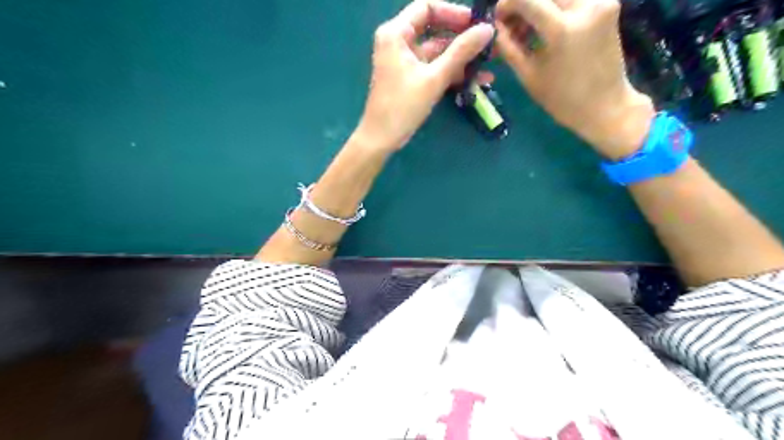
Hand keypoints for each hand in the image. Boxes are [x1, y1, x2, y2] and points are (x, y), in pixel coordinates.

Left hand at [354, 0, 487, 151]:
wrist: (381, 139)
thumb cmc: (403, 106)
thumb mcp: (434, 78)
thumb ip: (461, 52)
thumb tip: (488, 30)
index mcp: (396, 33)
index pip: (427, 8)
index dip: (454, 12)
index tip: (477, 23)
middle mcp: (399, 42)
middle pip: (435, 30)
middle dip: (462, 38)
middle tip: (488, 44)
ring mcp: (405, 61)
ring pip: (438, 52)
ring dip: (461, 60)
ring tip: (489, 66)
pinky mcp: (411, 78)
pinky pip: (434, 68)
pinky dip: (451, 73)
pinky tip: (476, 81)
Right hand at [495, 0, 656, 157]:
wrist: (605, 105)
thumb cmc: (562, 98)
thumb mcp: (528, 75)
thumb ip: (509, 47)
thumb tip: (496, 28)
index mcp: (562, 29)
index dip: (507, 3)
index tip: (498, 16)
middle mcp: (585, 6)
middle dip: (523, 3)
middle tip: (512, 24)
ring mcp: (601, 2)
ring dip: (540, 5)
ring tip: (529, 28)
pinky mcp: (608, 4)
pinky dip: (556, 8)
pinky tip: (547, 26)